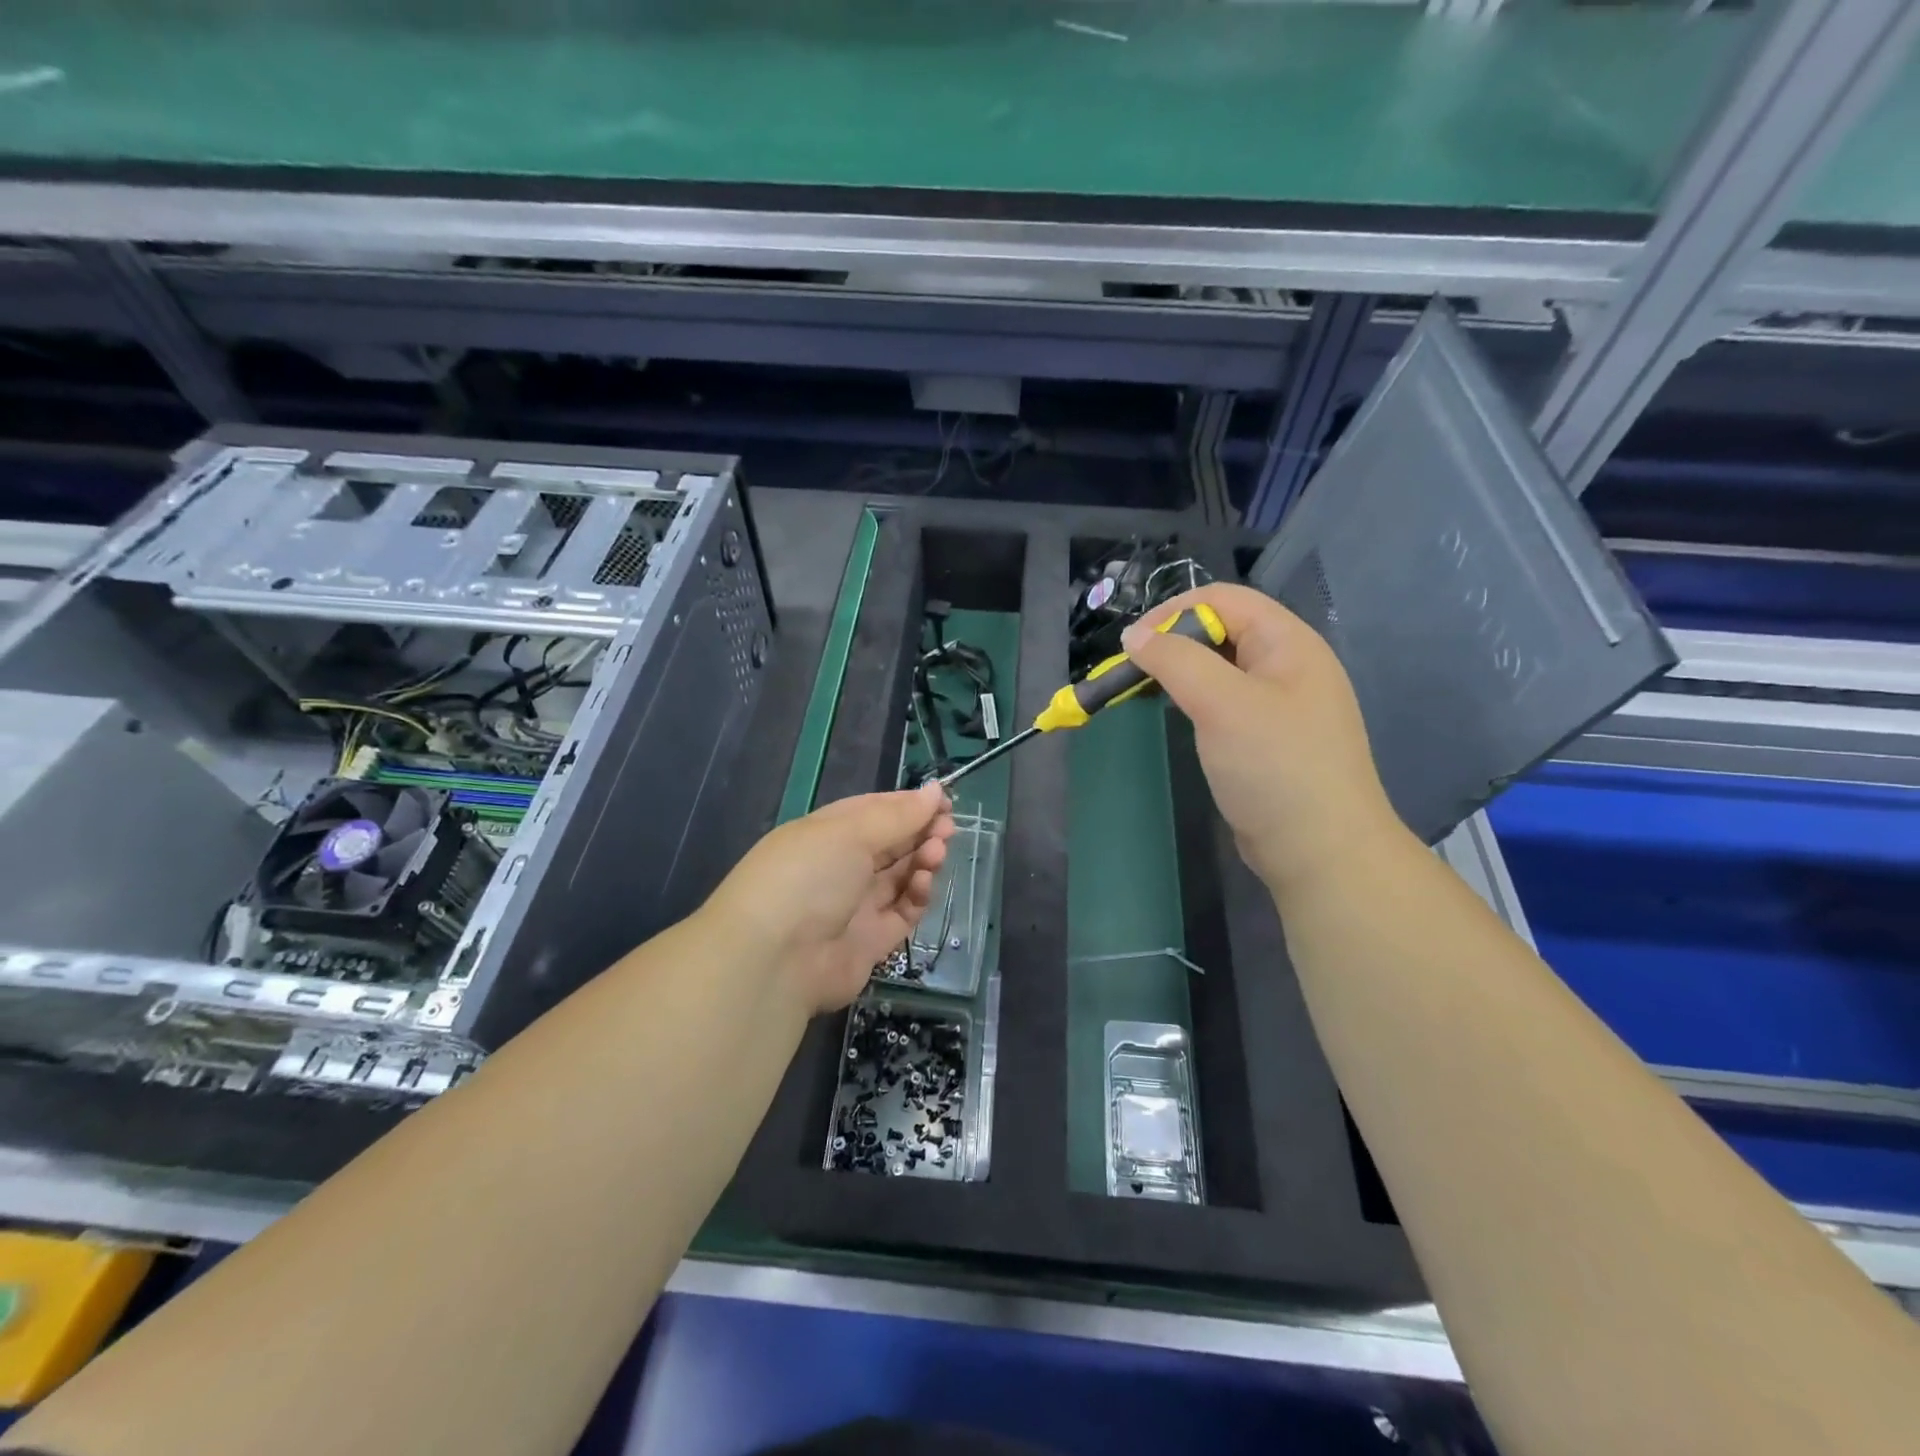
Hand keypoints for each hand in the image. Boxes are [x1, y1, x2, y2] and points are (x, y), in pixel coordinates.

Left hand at [702, 784, 955, 1014]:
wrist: (775, 960)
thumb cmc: (807, 877)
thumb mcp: (850, 833)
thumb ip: (898, 815)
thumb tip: (935, 790)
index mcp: (826, 833)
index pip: (874, 812)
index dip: (909, 805)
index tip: (943, 801)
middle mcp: (840, 867)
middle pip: (891, 844)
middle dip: (921, 832)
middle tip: (948, 828)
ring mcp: (855, 906)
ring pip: (900, 877)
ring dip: (922, 860)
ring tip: (936, 853)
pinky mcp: (871, 942)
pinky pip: (902, 912)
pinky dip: (917, 896)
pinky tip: (923, 883)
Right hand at [1121, 583, 1402, 899]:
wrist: (1321, 852)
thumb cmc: (1276, 768)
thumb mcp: (1222, 704)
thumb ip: (1176, 661)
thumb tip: (1134, 635)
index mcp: (1289, 643)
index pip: (1224, 599)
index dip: (1174, 612)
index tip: (1132, 645)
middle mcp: (1288, 665)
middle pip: (1221, 630)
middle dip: (1173, 643)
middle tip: (1134, 673)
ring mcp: (1280, 704)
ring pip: (1220, 668)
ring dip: (1180, 673)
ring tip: (1146, 693)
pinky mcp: (1267, 738)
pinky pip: (1224, 702)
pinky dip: (1194, 701)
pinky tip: (1178, 718)